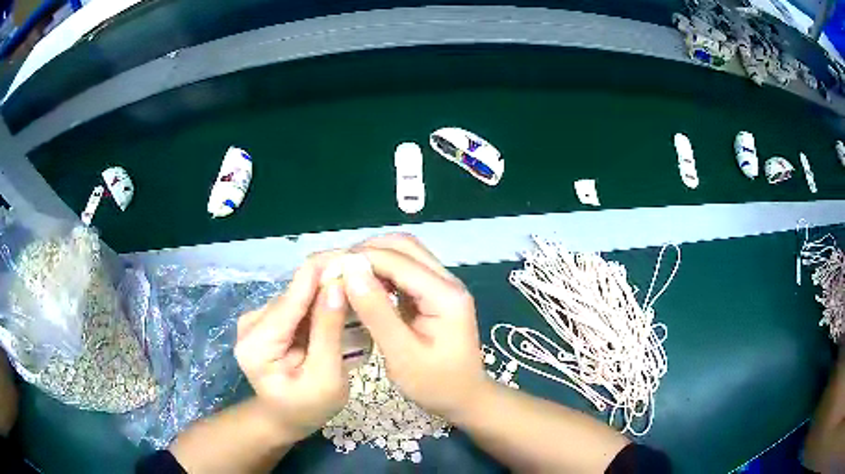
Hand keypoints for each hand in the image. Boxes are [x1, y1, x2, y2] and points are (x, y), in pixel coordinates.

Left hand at [234, 254, 348, 440]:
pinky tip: (340, 306)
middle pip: (296, 292)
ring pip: (299, 295)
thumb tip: (337, 282)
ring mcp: (257, 319)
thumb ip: (328, 331)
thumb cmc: (308, 408)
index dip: (324, 270)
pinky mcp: (267, 320)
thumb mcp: (326, 378)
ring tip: (359, 292)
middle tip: (368, 279)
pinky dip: (320, 303)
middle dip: (331, 282)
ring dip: (328, 291)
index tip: (358, 256)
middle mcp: (251, 323)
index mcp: (257, 343)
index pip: (292, 295)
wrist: (285, 418)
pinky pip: (298, 303)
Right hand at [341, 234, 488, 418]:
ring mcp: (442, 286)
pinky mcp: (433, 295)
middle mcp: (447, 281)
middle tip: (336, 269)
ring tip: (344, 275)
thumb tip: (350, 271)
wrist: (464, 398)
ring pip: (405, 254)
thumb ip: (376, 312)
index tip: (329, 268)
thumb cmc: (435, 384)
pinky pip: (405, 271)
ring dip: (373, 258)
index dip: (361, 258)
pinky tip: (362, 286)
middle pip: (405, 246)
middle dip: (367, 251)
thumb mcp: (402, 355)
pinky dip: (381, 272)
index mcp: (445, 295)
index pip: (398, 260)